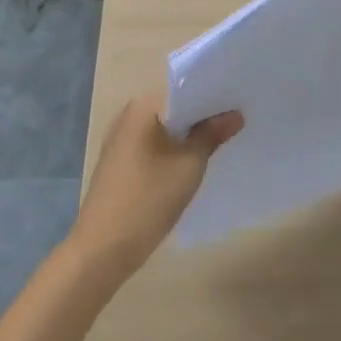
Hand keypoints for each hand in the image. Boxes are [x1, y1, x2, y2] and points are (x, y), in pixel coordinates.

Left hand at [68, 92, 242, 282]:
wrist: (101, 252)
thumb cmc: (148, 200)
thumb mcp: (189, 165)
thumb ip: (212, 134)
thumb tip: (235, 114)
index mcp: (143, 106)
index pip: (186, 88)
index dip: (214, 94)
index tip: (239, 101)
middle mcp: (128, 115)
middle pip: (175, 108)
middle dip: (203, 115)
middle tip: (237, 120)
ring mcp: (120, 141)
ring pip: (165, 129)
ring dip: (188, 135)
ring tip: (221, 140)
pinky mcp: (118, 164)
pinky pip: (153, 146)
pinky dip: (172, 150)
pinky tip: (192, 163)